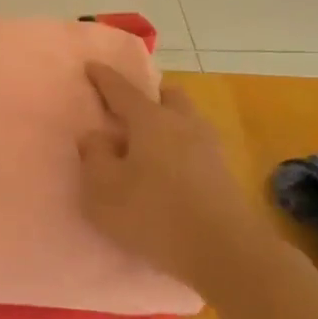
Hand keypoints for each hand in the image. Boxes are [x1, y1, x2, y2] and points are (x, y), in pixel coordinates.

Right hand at [77, 64, 257, 291]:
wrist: (225, 252)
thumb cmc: (155, 215)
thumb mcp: (104, 190)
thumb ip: (94, 157)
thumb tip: (96, 136)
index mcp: (150, 120)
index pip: (121, 90)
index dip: (103, 78)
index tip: (91, 66)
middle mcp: (182, 123)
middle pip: (166, 95)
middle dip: (148, 96)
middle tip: (129, 112)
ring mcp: (208, 147)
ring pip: (186, 119)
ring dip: (168, 122)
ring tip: (149, 144)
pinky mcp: (223, 173)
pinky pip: (196, 146)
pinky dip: (180, 148)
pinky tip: (170, 169)